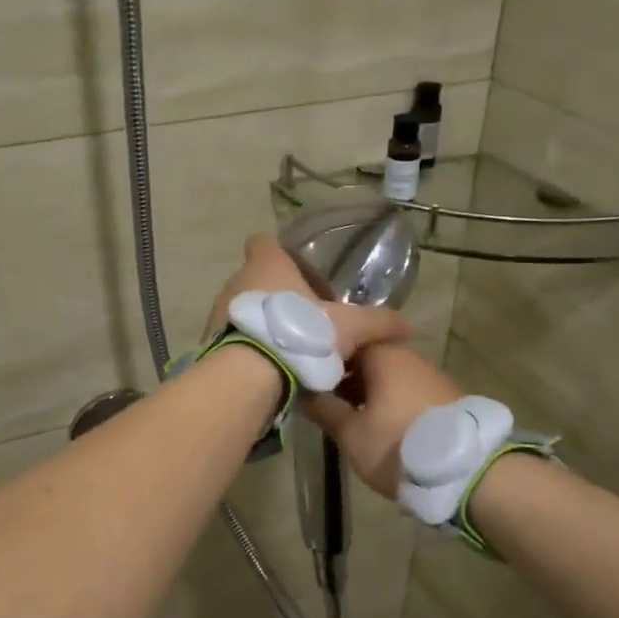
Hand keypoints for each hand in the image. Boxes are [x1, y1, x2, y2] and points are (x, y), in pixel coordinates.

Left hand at [204, 235, 411, 363]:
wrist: (250, 374)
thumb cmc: (300, 334)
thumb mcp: (349, 328)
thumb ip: (378, 323)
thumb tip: (408, 326)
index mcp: (268, 265)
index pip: (263, 242)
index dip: (277, 252)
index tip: (296, 271)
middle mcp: (237, 281)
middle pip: (255, 278)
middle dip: (276, 295)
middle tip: (303, 318)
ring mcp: (219, 311)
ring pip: (242, 308)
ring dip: (260, 321)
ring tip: (286, 347)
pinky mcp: (210, 340)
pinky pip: (231, 336)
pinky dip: (246, 346)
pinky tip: (266, 367)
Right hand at [302, 345, 464, 499]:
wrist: (471, 473)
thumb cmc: (400, 447)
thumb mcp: (351, 434)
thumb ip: (323, 408)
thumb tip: (301, 389)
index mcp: (382, 355)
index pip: (342, 341)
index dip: (322, 359)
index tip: (306, 380)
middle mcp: (408, 356)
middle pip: (366, 358)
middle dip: (343, 378)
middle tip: (323, 403)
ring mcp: (430, 375)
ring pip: (387, 376)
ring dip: (366, 392)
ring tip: (347, 418)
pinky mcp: (445, 397)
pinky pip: (405, 390)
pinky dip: (388, 401)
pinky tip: (379, 425)